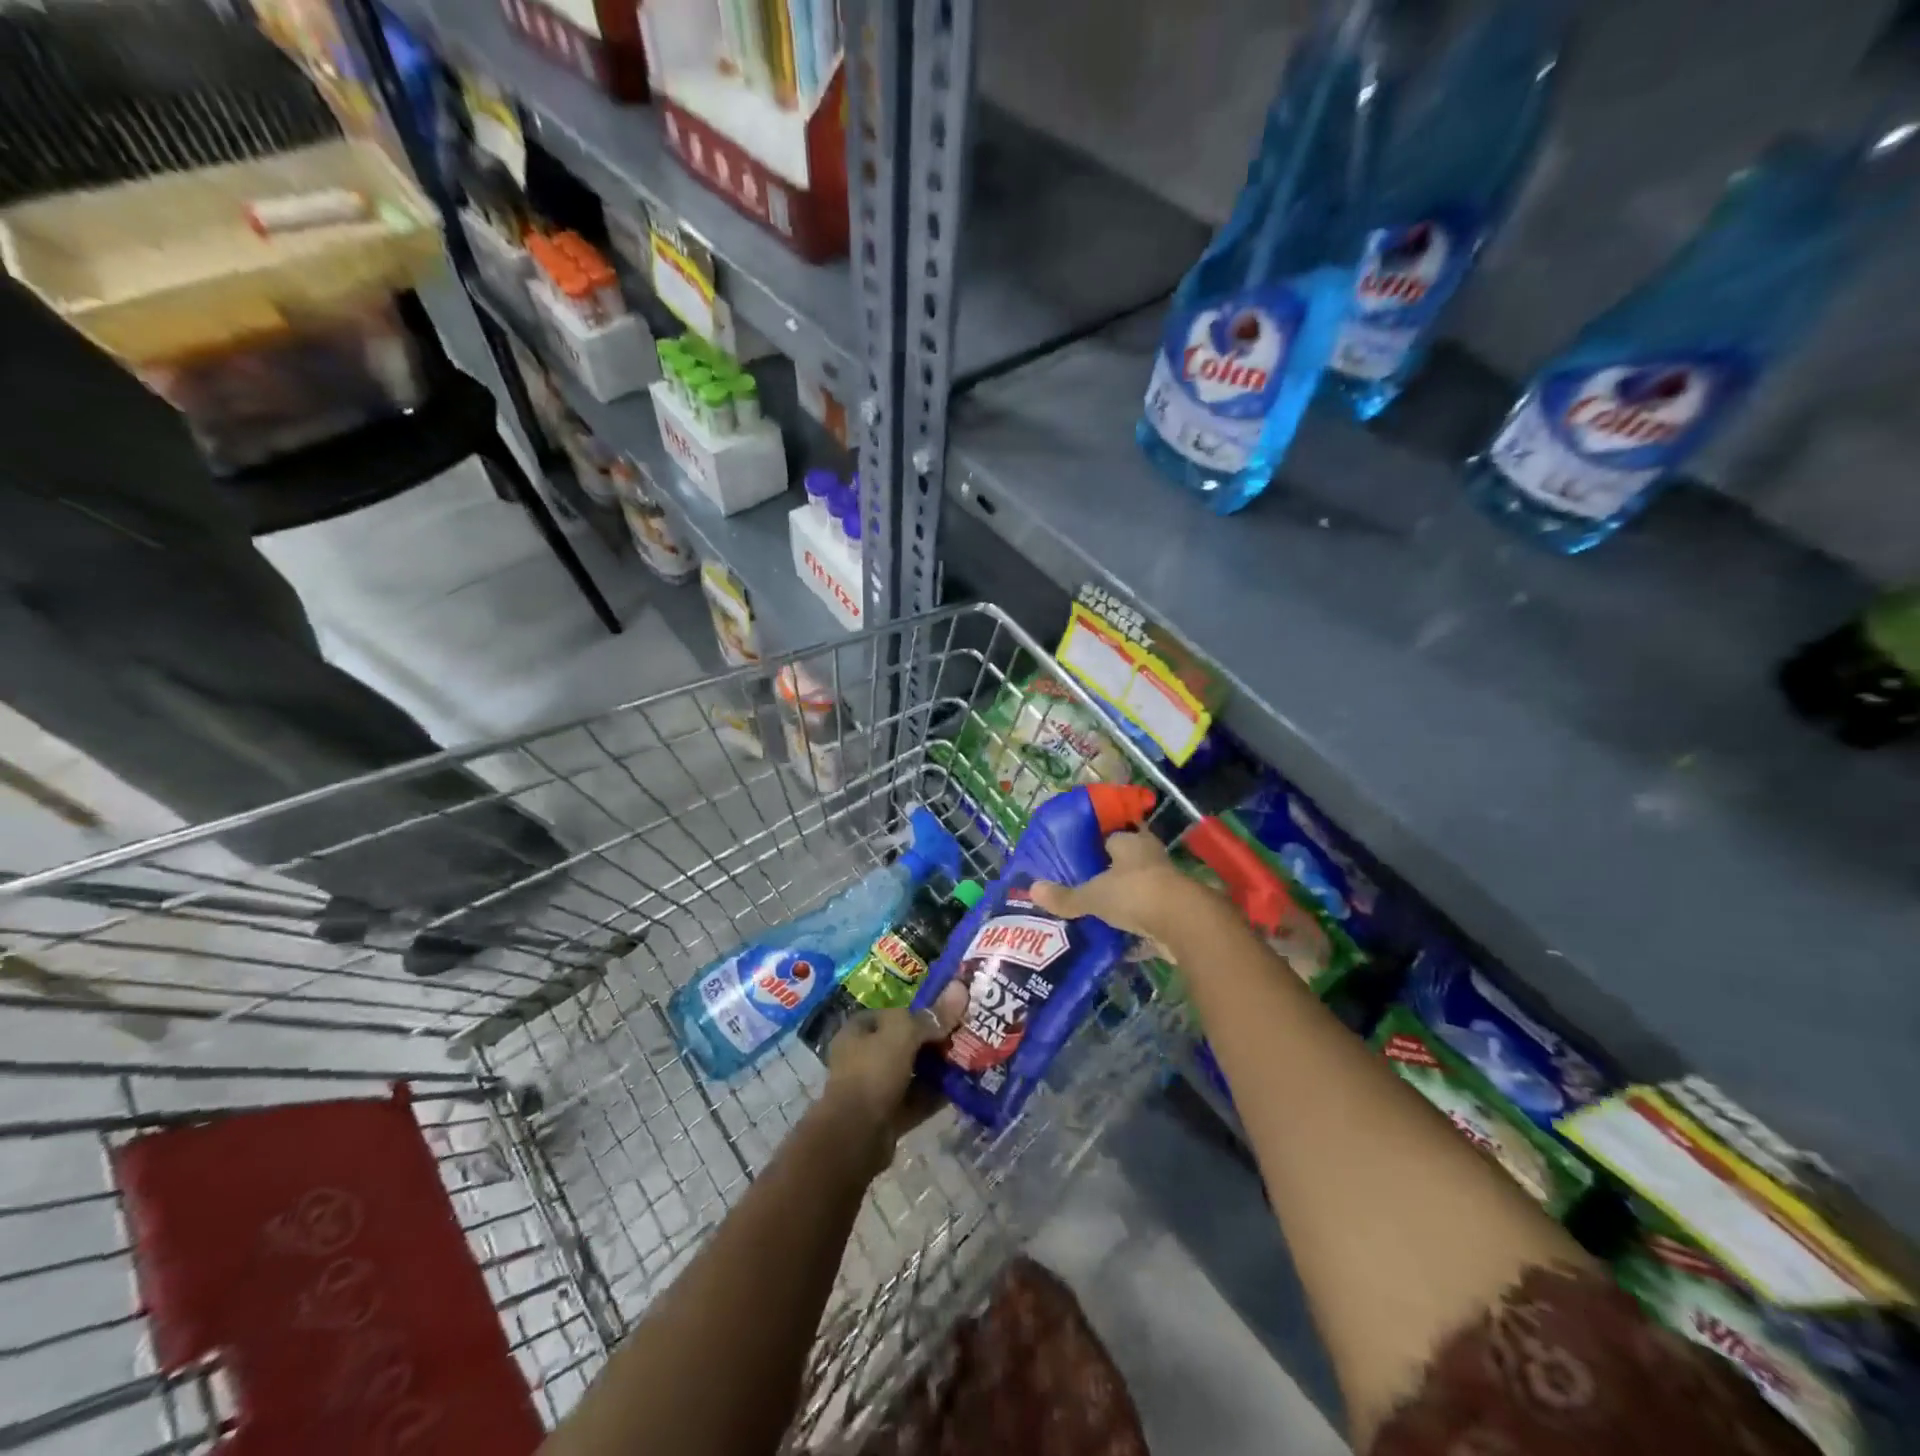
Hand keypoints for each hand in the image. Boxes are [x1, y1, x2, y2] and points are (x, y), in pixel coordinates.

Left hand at [818, 983, 968, 1174]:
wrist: (855, 1135)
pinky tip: (961, 1088)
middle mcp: (863, 1056)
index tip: (950, 1011)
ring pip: (912, 1072)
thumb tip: (960, 988)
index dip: (920, 1011)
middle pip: (905, 1042)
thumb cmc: (873, 1072)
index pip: (893, 1013)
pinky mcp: (888, 1115)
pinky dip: (936, 1095)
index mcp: (858, 1030)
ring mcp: (875, 1088)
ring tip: (969, 1059)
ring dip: (937, 1068)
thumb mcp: (903, 1034)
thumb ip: (932, 1016)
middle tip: (965, 1035)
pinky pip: (917, 1099)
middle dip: (933, 1040)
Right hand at [1028, 831, 1211, 944]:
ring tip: (1097, 915)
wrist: (1184, 924)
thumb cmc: (1135, 894)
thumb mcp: (1093, 896)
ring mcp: (1166, 887)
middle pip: (1126, 864)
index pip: (1111, 837)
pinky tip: (1118, 943)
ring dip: (1125, 903)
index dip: (1096, 846)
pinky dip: (1136, 931)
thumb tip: (1032, 889)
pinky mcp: (1176, 915)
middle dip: (1110, 876)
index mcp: (1131, 843)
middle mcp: (1151, 859)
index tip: (1080, 858)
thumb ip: (1066, 896)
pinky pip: (1150, 920)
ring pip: (1140, 892)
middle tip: (1086, 888)